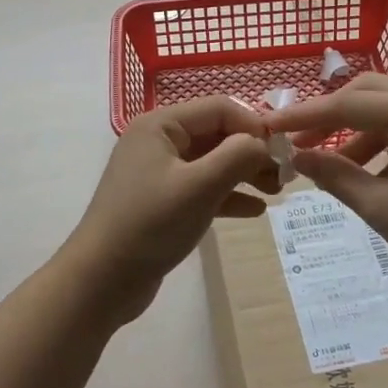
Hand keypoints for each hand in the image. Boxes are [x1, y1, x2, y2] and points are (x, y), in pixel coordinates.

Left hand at [63, 96, 279, 321]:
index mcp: (161, 125)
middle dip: (253, 152)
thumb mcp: (200, 186)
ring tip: (277, 193)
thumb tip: (263, 143)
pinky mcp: (163, 202)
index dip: (255, 125)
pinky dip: (229, 195)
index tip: (284, 152)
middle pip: (218, 134)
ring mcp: (159, 173)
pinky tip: (255, 211)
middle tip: (285, 177)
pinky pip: (203, 189)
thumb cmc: (151, 225)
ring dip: (245, 174)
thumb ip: (237, 156)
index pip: (220, 108)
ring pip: (213, 163)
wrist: (102, 280)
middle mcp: (159, 141)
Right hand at [266, 75, 387, 300]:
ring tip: (324, 164)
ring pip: (387, 109)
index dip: (305, 116)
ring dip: (353, 131)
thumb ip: (334, 175)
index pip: (350, 104)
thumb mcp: (381, 207)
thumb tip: (295, 155)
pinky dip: (379, 142)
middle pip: (369, 93)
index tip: (267, 125)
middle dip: (329, 116)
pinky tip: (361, 171)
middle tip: (295, 141)